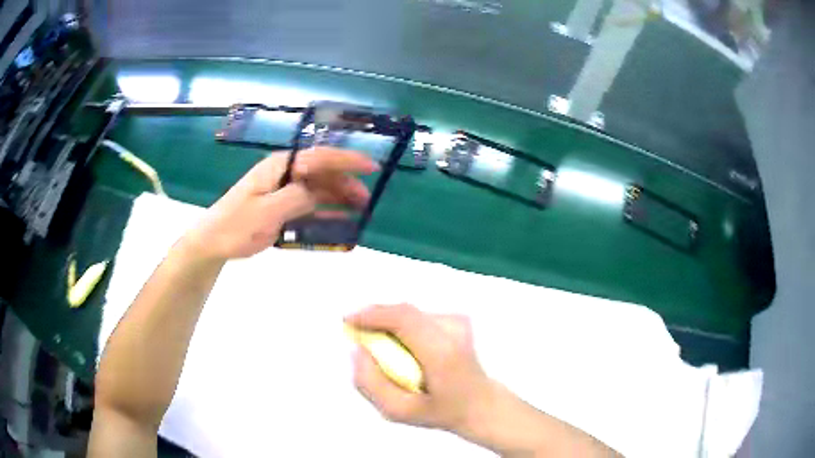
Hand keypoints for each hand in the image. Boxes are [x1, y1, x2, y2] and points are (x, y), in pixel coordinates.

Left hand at [184, 148, 377, 260]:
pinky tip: (339, 221)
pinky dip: (325, 213)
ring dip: (338, 197)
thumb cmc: (236, 224)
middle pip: (322, 173)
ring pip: (318, 190)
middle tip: (366, 200)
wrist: (213, 241)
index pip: (319, 157)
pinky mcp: (282, 208)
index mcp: (280, 167)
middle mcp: (285, 174)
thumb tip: (318, 191)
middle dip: (346, 183)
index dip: (347, 160)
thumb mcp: (266, 212)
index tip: (371, 167)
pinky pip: (309, 207)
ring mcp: (283, 191)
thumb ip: (295, 198)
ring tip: (359, 210)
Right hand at [346, 304, 493, 435]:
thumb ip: (370, 383)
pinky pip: (419, 317)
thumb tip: (357, 350)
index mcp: (441, 353)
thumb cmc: (440, 411)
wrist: (481, 404)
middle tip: (357, 334)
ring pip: (410, 314)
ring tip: (383, 347)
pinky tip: (406, 348)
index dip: (372, 315)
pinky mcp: (459, 319)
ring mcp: (459, 321)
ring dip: (389, 324)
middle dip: (375, 318)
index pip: (403, 319)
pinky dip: (403, 327)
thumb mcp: (398, 410)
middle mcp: (453, 330)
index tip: (347, 321)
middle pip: (404, 311)